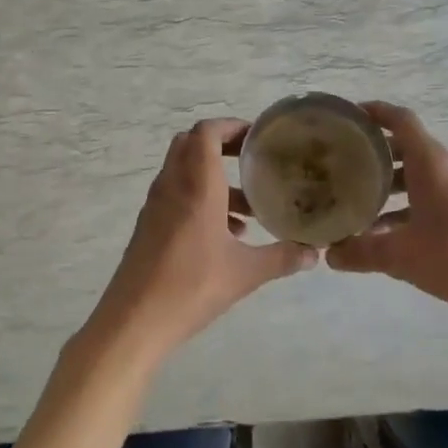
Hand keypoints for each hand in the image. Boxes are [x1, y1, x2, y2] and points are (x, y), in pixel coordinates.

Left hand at [81, 118, 318, 366]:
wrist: (134, 321)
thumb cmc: (191, 287)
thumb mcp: (246, 273)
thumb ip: (282, 258)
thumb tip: (314, 253)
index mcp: (196, 186)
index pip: (206, 133)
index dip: (231, 126)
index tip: (257, 136)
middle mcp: (173, 185)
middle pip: (191, 144)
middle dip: (222, 145)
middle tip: (252, 160)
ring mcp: (156, 205)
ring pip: (184, 171)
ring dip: (214, 177)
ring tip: (249, 207)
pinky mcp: (149, 225)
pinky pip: (177, 195)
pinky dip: (201, 199)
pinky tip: (227, 235)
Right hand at [326, 102, 447, 315]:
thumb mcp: (401, 256)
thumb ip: (361, 252)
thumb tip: (329, 254)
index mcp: (432, 164)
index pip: (402, 120)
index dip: (376, 112)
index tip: (350, 116)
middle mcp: (447, 167)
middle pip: (408, 146)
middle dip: (376, 152)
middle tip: (346, 163)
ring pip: (419, 173)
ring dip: (391, 182)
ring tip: (360, 199)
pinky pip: (432, 193)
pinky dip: (408, 202)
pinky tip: (388, 231)